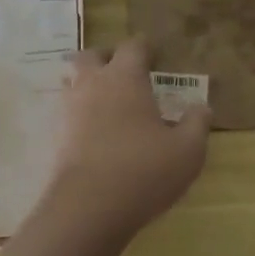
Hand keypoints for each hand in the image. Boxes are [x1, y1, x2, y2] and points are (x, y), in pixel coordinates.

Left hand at [41, 38, 211, 241]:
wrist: (86, 209)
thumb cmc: (143, 171)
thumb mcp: (187, 151)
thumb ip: (197, 124)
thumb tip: (202, 107)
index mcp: (125, 77)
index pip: (133, 46)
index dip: (145, 47)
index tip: (155, 56)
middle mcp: (92, 83)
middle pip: (91, 55)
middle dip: (106, 59)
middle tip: (123, 74)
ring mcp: (67, 109)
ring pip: (72, 82)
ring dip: (87, 85)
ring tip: (106, 104)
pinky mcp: (53, 136)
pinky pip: (64, 114)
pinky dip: (76, 116)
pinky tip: (91, 135)